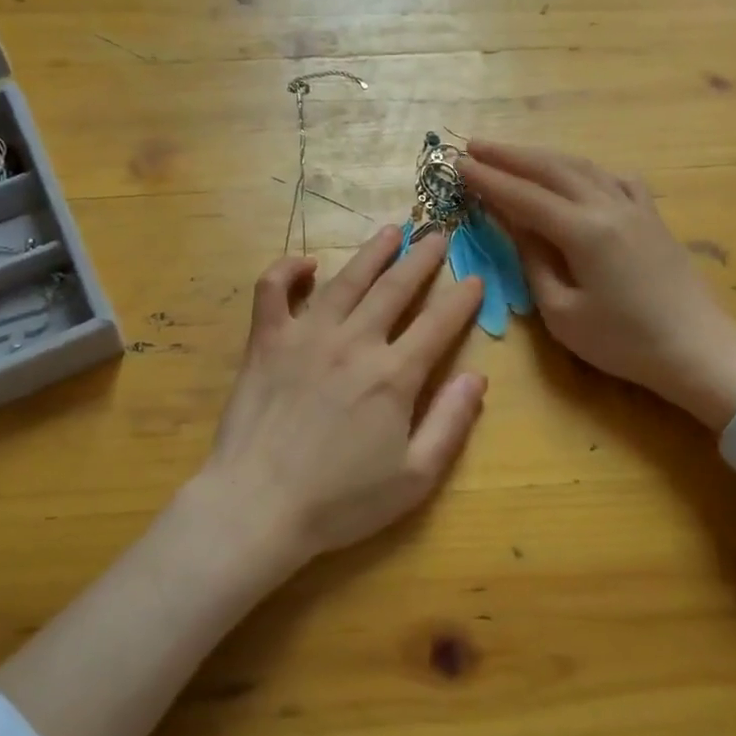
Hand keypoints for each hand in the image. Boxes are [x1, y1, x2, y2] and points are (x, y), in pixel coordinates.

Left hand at [191, 226, 488, 571]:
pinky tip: (306, 264)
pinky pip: (273, 289)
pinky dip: (287, 269)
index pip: (438, 324)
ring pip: (346, 279)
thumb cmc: (340, 501)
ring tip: (391, 230)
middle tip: (438, 235)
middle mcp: (354, 342)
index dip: (461, 299)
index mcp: (393, 376)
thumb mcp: (413, 478)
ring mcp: (306, 335)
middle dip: (422, 259)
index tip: (475, 279)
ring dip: (372, 252)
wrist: (259, 505)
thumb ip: (450, 424)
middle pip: (395, 288)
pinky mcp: (267, 339)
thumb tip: (476, 377)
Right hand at [459, 140, 735, 428]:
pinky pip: (614, 178)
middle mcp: (608, 206)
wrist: (699, 350)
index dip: (488, 179)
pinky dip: (585, 169)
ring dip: (541, 156)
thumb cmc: (624, 342)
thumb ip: (534, 263)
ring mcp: (634, 206)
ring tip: (511, 152)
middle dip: (508, 155)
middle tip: (473, 146)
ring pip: (581, 166)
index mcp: (584, 231)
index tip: (458, 164)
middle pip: (550, 168)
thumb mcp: (563, 313)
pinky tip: (576, 174)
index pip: (524, 196)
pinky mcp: (651, 216)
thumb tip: (515, 226)